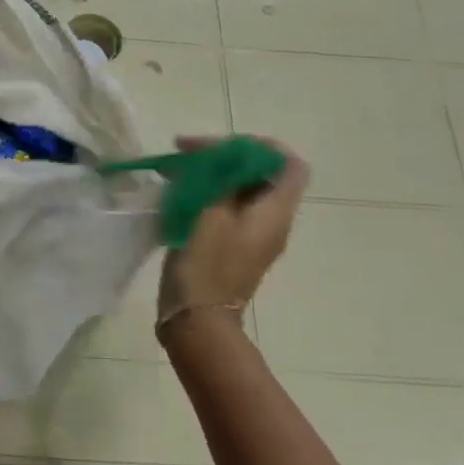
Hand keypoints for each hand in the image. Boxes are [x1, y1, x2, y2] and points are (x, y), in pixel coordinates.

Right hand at [157, 137, 310, 333]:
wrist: (197, 320)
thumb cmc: (206, 265)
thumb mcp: (211, 213)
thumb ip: (222, 181)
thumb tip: (223, 162)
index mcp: (275, 212)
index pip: (290, 166)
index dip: (263, 147)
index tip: (224, 144)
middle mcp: (271, 222)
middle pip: (260, 174)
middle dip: (224, 156)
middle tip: (185, 151)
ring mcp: (251, 236)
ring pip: (238, 190)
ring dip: (209, 174)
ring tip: (173, 170)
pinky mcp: (231, 246)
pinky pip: (225, 208)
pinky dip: (204, 194)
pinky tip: (175, 193)